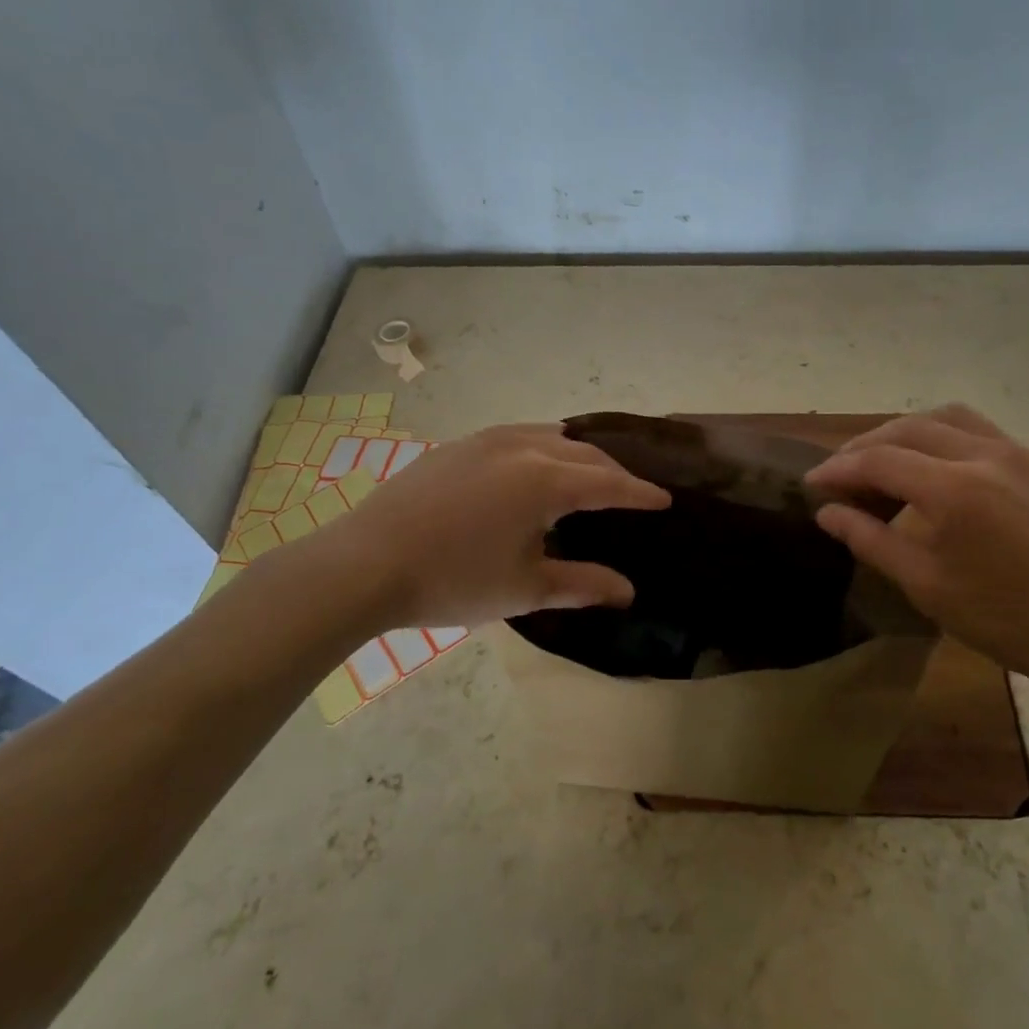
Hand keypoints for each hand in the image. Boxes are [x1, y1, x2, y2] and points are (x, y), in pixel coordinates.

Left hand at [327, 424, 668, 629]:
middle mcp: (523, 447)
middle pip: (584, 453)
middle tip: (631, 492)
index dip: (640, 493)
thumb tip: (629, 591)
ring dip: (579, 454)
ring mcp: (486, 440)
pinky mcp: (458, 445)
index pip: (609, 483)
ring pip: (550, 436)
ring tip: (590, 474)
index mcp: (546, 480)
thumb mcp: (526, 589)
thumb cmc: (453, 580)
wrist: (365, 563)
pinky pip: (518, 436)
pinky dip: (543, 448)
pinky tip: (535, 467)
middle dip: (613, 472)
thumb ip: (584, 584)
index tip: (664, 499)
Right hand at [805, 405, 1028, 705]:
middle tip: (842, 471)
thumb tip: (827, 512)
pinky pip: (983, 431)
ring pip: (949, 417)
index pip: (879, 460)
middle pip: (909, 427)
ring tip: (886, 459)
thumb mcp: (927, 587)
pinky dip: (946, 437)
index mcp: (955, 490)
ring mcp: (1022, 453)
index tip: (813, 483)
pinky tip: (939, 468)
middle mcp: (987, 455)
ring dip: (907, 430)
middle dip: (866, 445)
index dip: (839, 469)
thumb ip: (871, 540)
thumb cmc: (1007, 620)